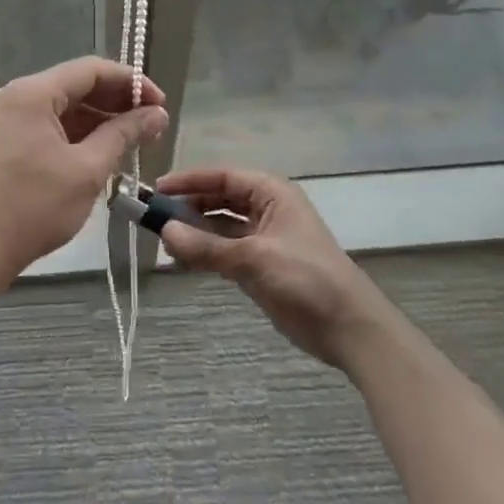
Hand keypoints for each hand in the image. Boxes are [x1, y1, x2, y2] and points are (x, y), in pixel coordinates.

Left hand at [0, 57, 167, 280]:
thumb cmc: (34, 207)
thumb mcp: (87, 170)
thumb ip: (124, 135)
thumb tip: (158, 114)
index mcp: (32, 94)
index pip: (90, 70)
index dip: (131, 82)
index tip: (161, 104)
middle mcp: (16, 97)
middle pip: (76, 85)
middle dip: (117, 101)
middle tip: (153, 124)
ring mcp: (7, 119)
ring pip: (63, 107)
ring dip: (99, 119)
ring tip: (135, 139)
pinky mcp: (6, 142)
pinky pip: (49, 125)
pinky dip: (78, 134)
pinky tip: (104, 151)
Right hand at [156, 165, 388, 367]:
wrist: (349, 327)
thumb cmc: (306, 278)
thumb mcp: (254, 258)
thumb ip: (207, 246)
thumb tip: (165, 231)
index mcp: (272, 194)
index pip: (223, 176)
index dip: (190, 180)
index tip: (157, 189)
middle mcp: (266, 210)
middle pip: (220, 199)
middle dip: (189, 206)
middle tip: (154, 217)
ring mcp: (263, 239)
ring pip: (220, 226)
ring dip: (194, 231)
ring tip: (163, 241)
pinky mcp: (260, 266)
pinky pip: (224, 251)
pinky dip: (204, 253)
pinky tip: (182, 259)